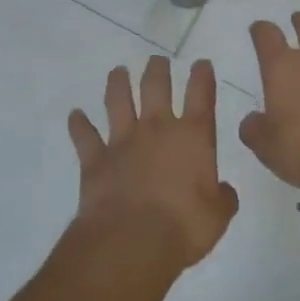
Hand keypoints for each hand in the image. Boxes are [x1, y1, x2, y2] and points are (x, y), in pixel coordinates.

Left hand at [68, 57, 238, 270]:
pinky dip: (79, 124)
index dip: (202, 76)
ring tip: (118, 72)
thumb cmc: (184, 226)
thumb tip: (224, 191)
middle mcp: (157, 128)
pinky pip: (84, 136)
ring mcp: (123, 140)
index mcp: (192, 136)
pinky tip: (75, 115)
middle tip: (157, 60)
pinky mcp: (95, 159)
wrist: (132, 240)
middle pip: (156, 87)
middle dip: (157, 70)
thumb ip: (223, 198)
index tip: (201, 63)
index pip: (201, 95)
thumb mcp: (217, 216)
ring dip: (118, 84)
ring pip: (118, 101)